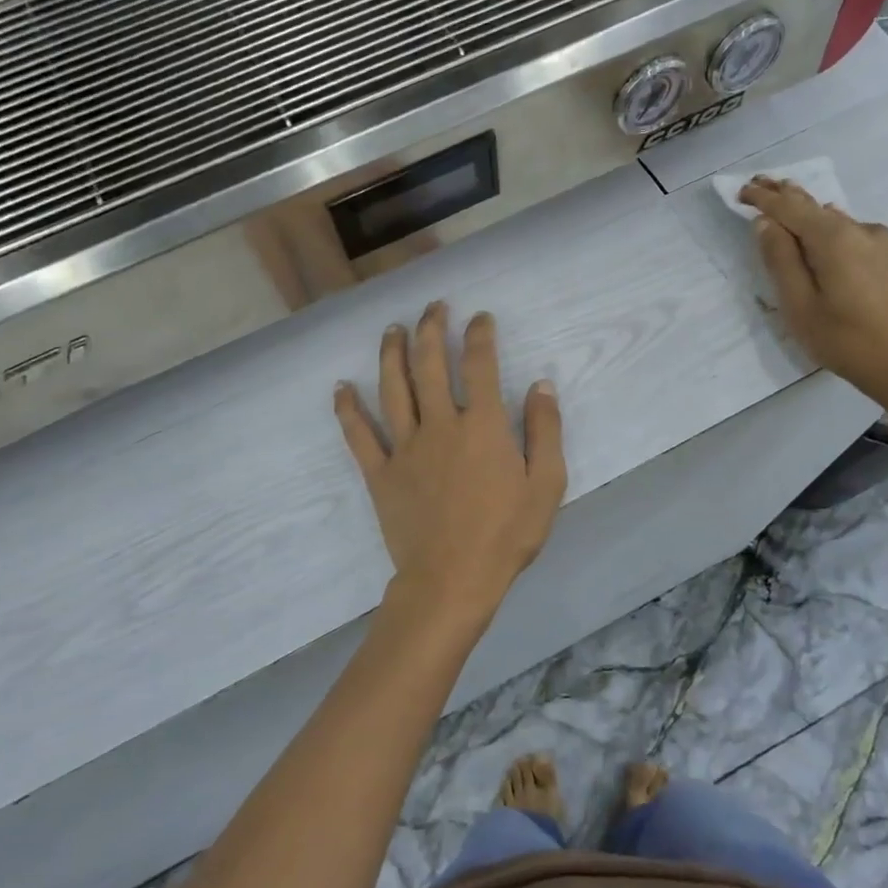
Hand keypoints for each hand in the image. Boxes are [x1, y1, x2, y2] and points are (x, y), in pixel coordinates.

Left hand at [334, 304, 566, 639]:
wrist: (453, 580)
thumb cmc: (506, 535)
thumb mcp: (546, 484)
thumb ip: (544, 430)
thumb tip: (540, 384)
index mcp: (482, 425)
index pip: (480, 365)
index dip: (479, 335)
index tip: (479, 318)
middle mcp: (440, 425)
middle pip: (430, 365)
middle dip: (432, 329)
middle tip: (432, 307)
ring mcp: (405, 447)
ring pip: (392, 389)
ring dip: (391, 354)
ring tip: (392, 330)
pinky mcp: (380, 473)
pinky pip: (359, 435)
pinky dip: (347, 409)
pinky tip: (341, 387)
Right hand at [738, 175, 887, 411]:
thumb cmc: (847, 341)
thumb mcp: (800, 307)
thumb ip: (781, 261)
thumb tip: (766, 223)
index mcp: (834, 239)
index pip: (790, 208)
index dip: (764, 199)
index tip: (741, 191)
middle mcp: (860, 230)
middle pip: (815, 206)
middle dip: (785, 194)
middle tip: (759, 183)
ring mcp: (881, 242)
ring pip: (835, 219)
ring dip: (807, 211)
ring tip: (785, 203)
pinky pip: (851, 232)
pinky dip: (828, 228)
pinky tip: (822, 233)